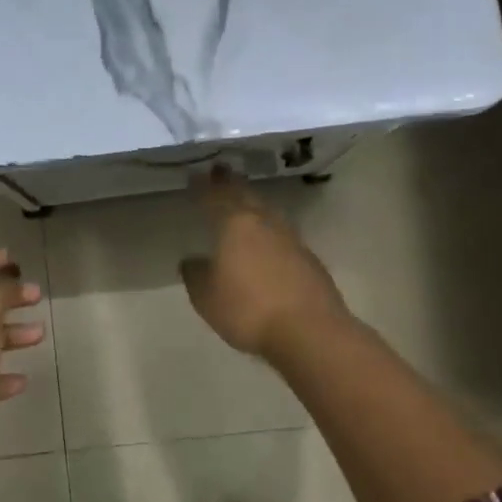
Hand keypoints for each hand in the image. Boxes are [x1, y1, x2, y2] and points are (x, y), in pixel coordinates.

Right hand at [180, 168, 348, 362]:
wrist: (308, 331)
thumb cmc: (248, 309)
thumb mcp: (207, 297)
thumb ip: (196, 275)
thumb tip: (192, 260)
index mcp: (236, 225)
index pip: (216, 197)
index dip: (205, 186)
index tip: (197, 174)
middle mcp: (265, 224)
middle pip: (246, 196)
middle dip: (232, 183)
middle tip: (222, 171)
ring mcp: (291, 240)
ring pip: (268, 213)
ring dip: (254, 203)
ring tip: (245, 201)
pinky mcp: (309, 260)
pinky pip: (283, 235)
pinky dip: (271, 231)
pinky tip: (268, 241)